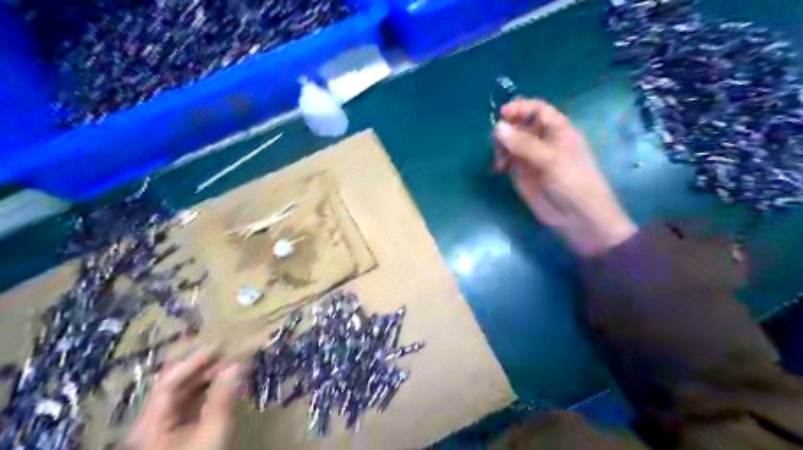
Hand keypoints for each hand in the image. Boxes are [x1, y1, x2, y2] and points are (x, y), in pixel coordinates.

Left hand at [120, 353, 240, 449]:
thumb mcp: (214, 430)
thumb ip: (223, 396)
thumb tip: (236, 364)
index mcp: (151, 422)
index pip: (169, 382)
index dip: (193, 362)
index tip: (219, 348)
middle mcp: (151, 421)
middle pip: (173, 385)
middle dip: (201, 367)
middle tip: (227, 354)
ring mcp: (161, 428)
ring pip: (182, 394)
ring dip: (205, 378)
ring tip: (229, 367)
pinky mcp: (173, 433)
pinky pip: (188, 405)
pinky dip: (205, 392)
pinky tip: (222, 386)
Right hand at [494, 98, 637, 256]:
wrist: (578, 218)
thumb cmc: (572, 183)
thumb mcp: (550, 160)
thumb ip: (523, 144)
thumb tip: (498, 127)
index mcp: (558, 130)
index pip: (537, 109)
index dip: (520, 108)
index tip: (501, 114)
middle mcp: (544, 140)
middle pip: (520, 124)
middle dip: (507, 130)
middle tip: (498, 144)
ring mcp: (532, 157)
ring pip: (511, 143)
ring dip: (501, 147)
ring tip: (500, 162)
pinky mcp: (523, 174)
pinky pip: (508, 160)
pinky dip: (500, 161)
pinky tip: (498, 169)